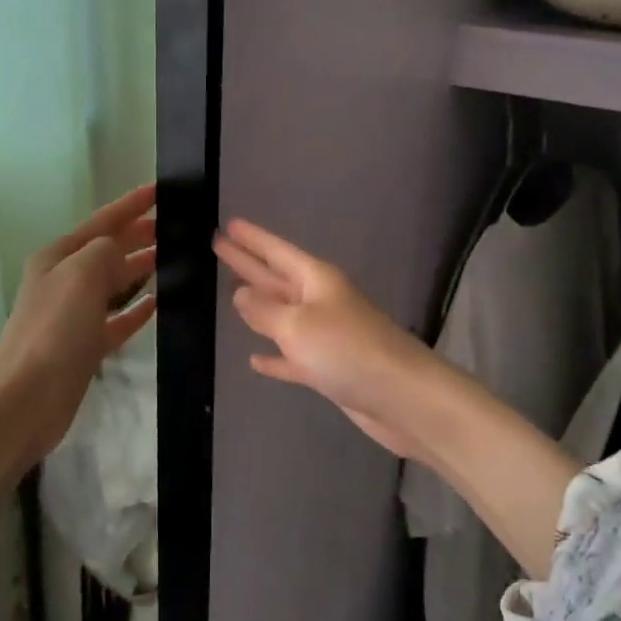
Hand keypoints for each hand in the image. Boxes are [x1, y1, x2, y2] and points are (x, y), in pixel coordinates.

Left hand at [0, 184, 158, 465]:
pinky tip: (157, 304)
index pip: (102, 222)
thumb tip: (121, 251)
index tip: (159, 190)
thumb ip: (106, 251)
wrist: (26, 400)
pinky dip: (136, 310)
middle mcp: (64, 281)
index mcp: (58, 258)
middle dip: (138, 235)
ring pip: (114, 283)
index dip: (131, 205)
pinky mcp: (84, 345)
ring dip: (140, 268)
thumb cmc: (54, 331)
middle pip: (108, 250)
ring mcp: (73, 315)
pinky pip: (117, 319)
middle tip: (175, 225)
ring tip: (172, 257)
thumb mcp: (81, 275)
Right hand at [216, 217, 582, 578]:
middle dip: (248, 263)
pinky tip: (254, 359)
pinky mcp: (330, 369)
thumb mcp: (298, 325)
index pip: (276, 252)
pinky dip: (274, 358)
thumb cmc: (347, 350)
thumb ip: (265, 310)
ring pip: (283, 315)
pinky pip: (293, 356)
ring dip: (258, 306)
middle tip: (218, 245)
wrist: (402, 397)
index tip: (229, 224)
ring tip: (230, 293)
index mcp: (316, 280)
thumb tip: (240, 294)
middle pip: (276, 277)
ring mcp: (326, 335)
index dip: (252, 239)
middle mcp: (321, 301)